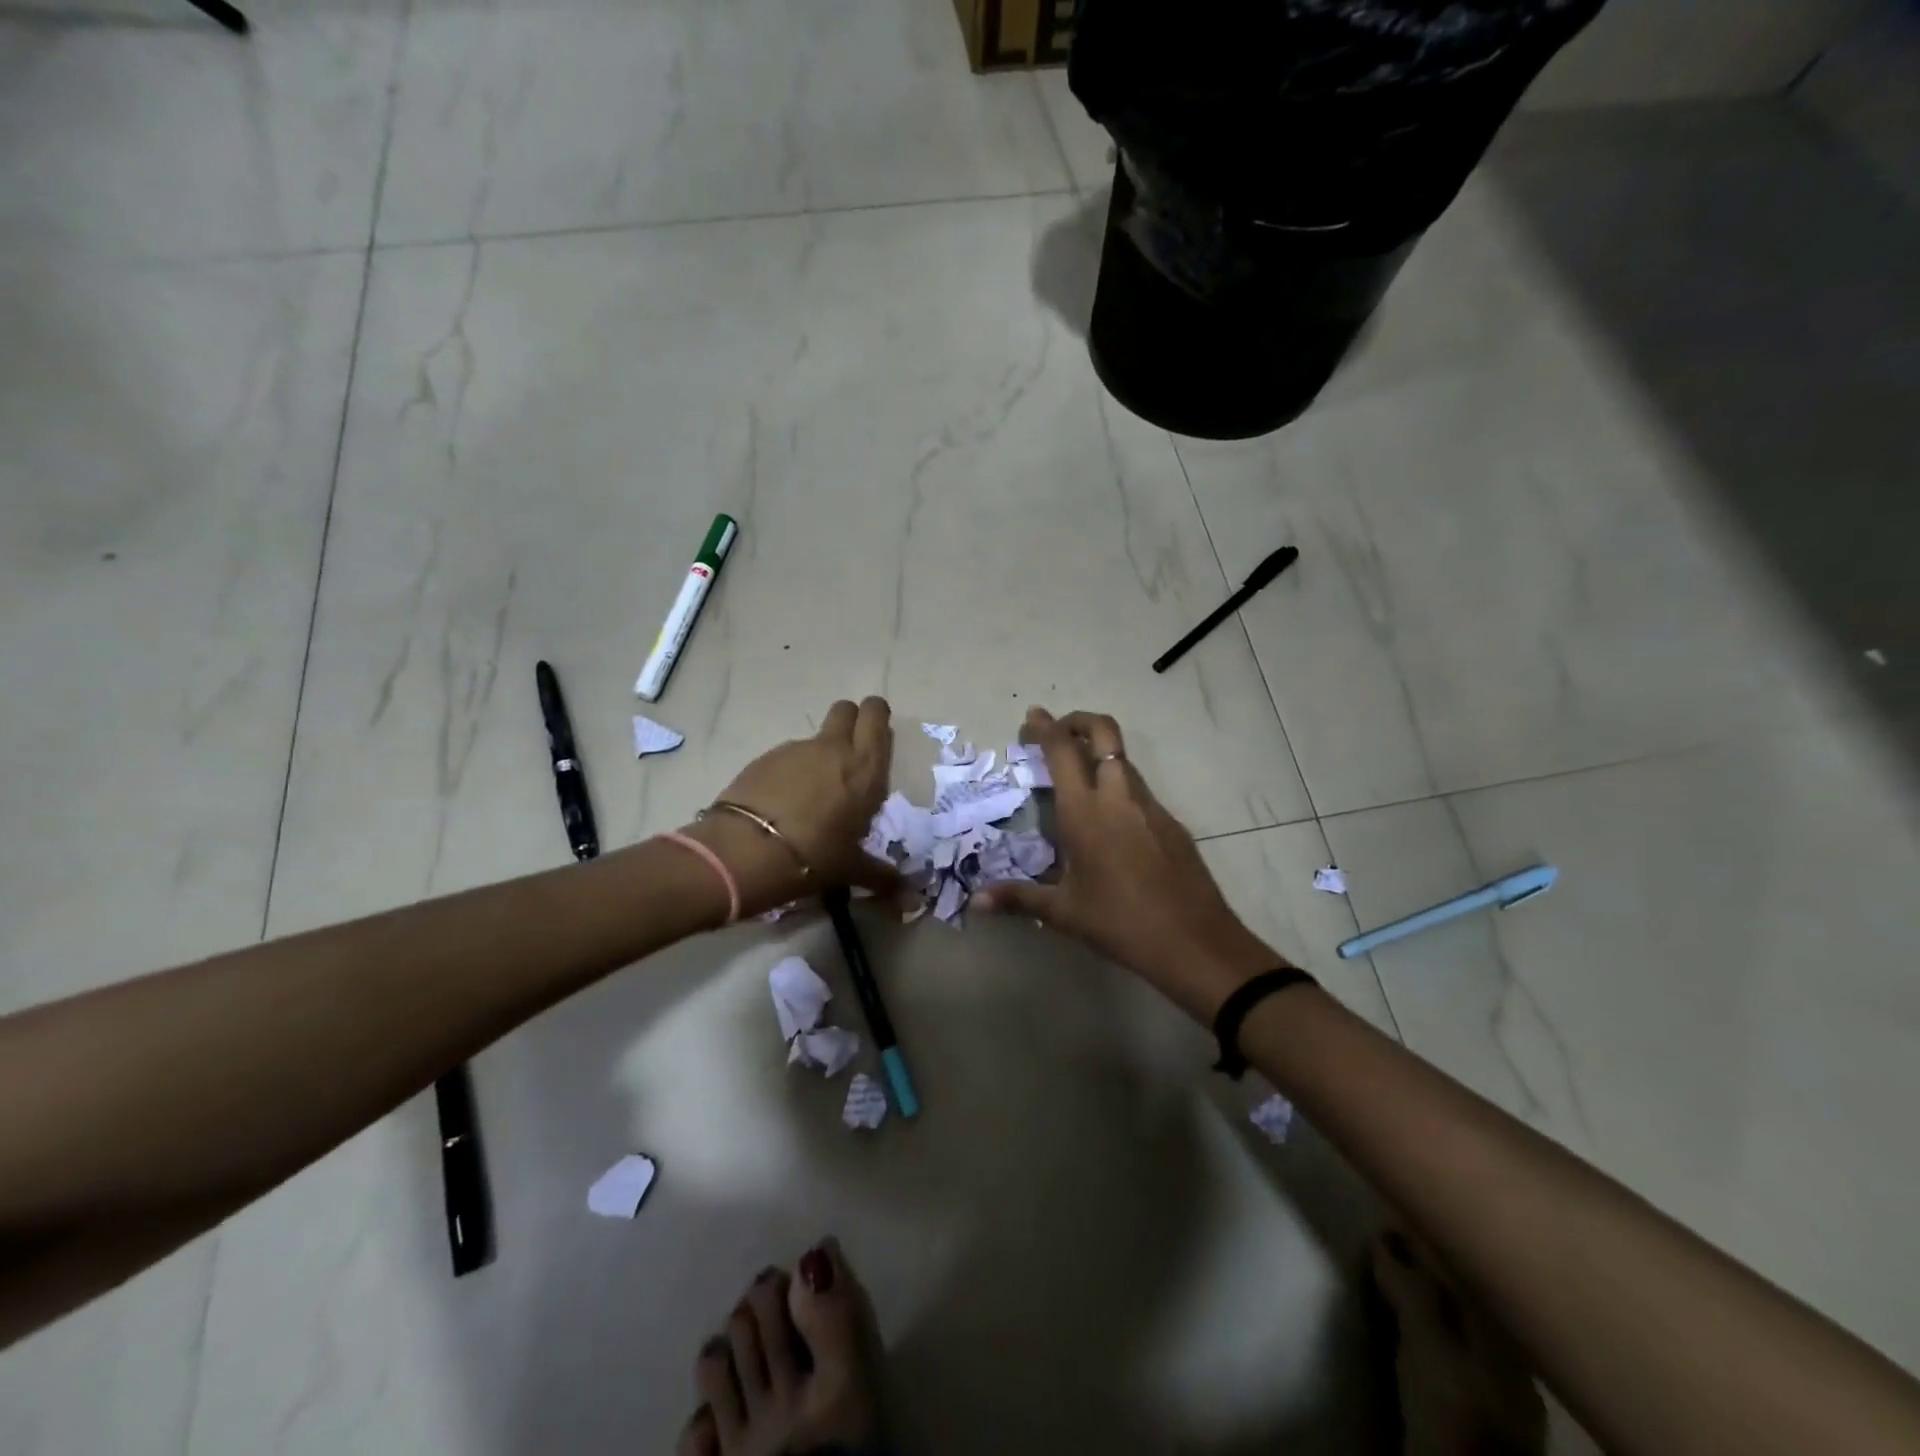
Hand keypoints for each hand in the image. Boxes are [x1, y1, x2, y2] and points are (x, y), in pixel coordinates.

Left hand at [682, 697, 898, 916]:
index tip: (876, 741)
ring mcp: (795, 749)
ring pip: (816, 737)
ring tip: (813, 796)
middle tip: (850, 757)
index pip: (876, 714)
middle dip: (851, 722)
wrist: (744, 852)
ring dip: (820, 755)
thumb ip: (882, 876)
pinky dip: (791, 772)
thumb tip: (910, 899)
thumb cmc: (813, 856)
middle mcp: (833, 748)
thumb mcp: (851, 869)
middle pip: (846, 709)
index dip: (876, 718)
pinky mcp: (764, 758)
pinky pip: (787, 756)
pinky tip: (783, 805)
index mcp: (865, 767)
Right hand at [975, 707, 1284, 1020]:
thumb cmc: (1119, 922)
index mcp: (1086, 811)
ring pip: (1123, 760)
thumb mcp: (1064, 912)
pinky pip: (1139, 790)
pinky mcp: (1172, 823)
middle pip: (1104, 732)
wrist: (1194, 941)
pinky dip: (1118, 787)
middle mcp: (1119, 796)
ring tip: (1077, 780)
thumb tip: (976, 900)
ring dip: (1099, 754)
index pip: (1062, 750)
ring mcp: (1151, 806)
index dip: (1045, 727)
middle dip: (1079, 721)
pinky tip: (1111, 824)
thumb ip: (1018, 898)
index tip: (1033, 716)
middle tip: (1058, 732)